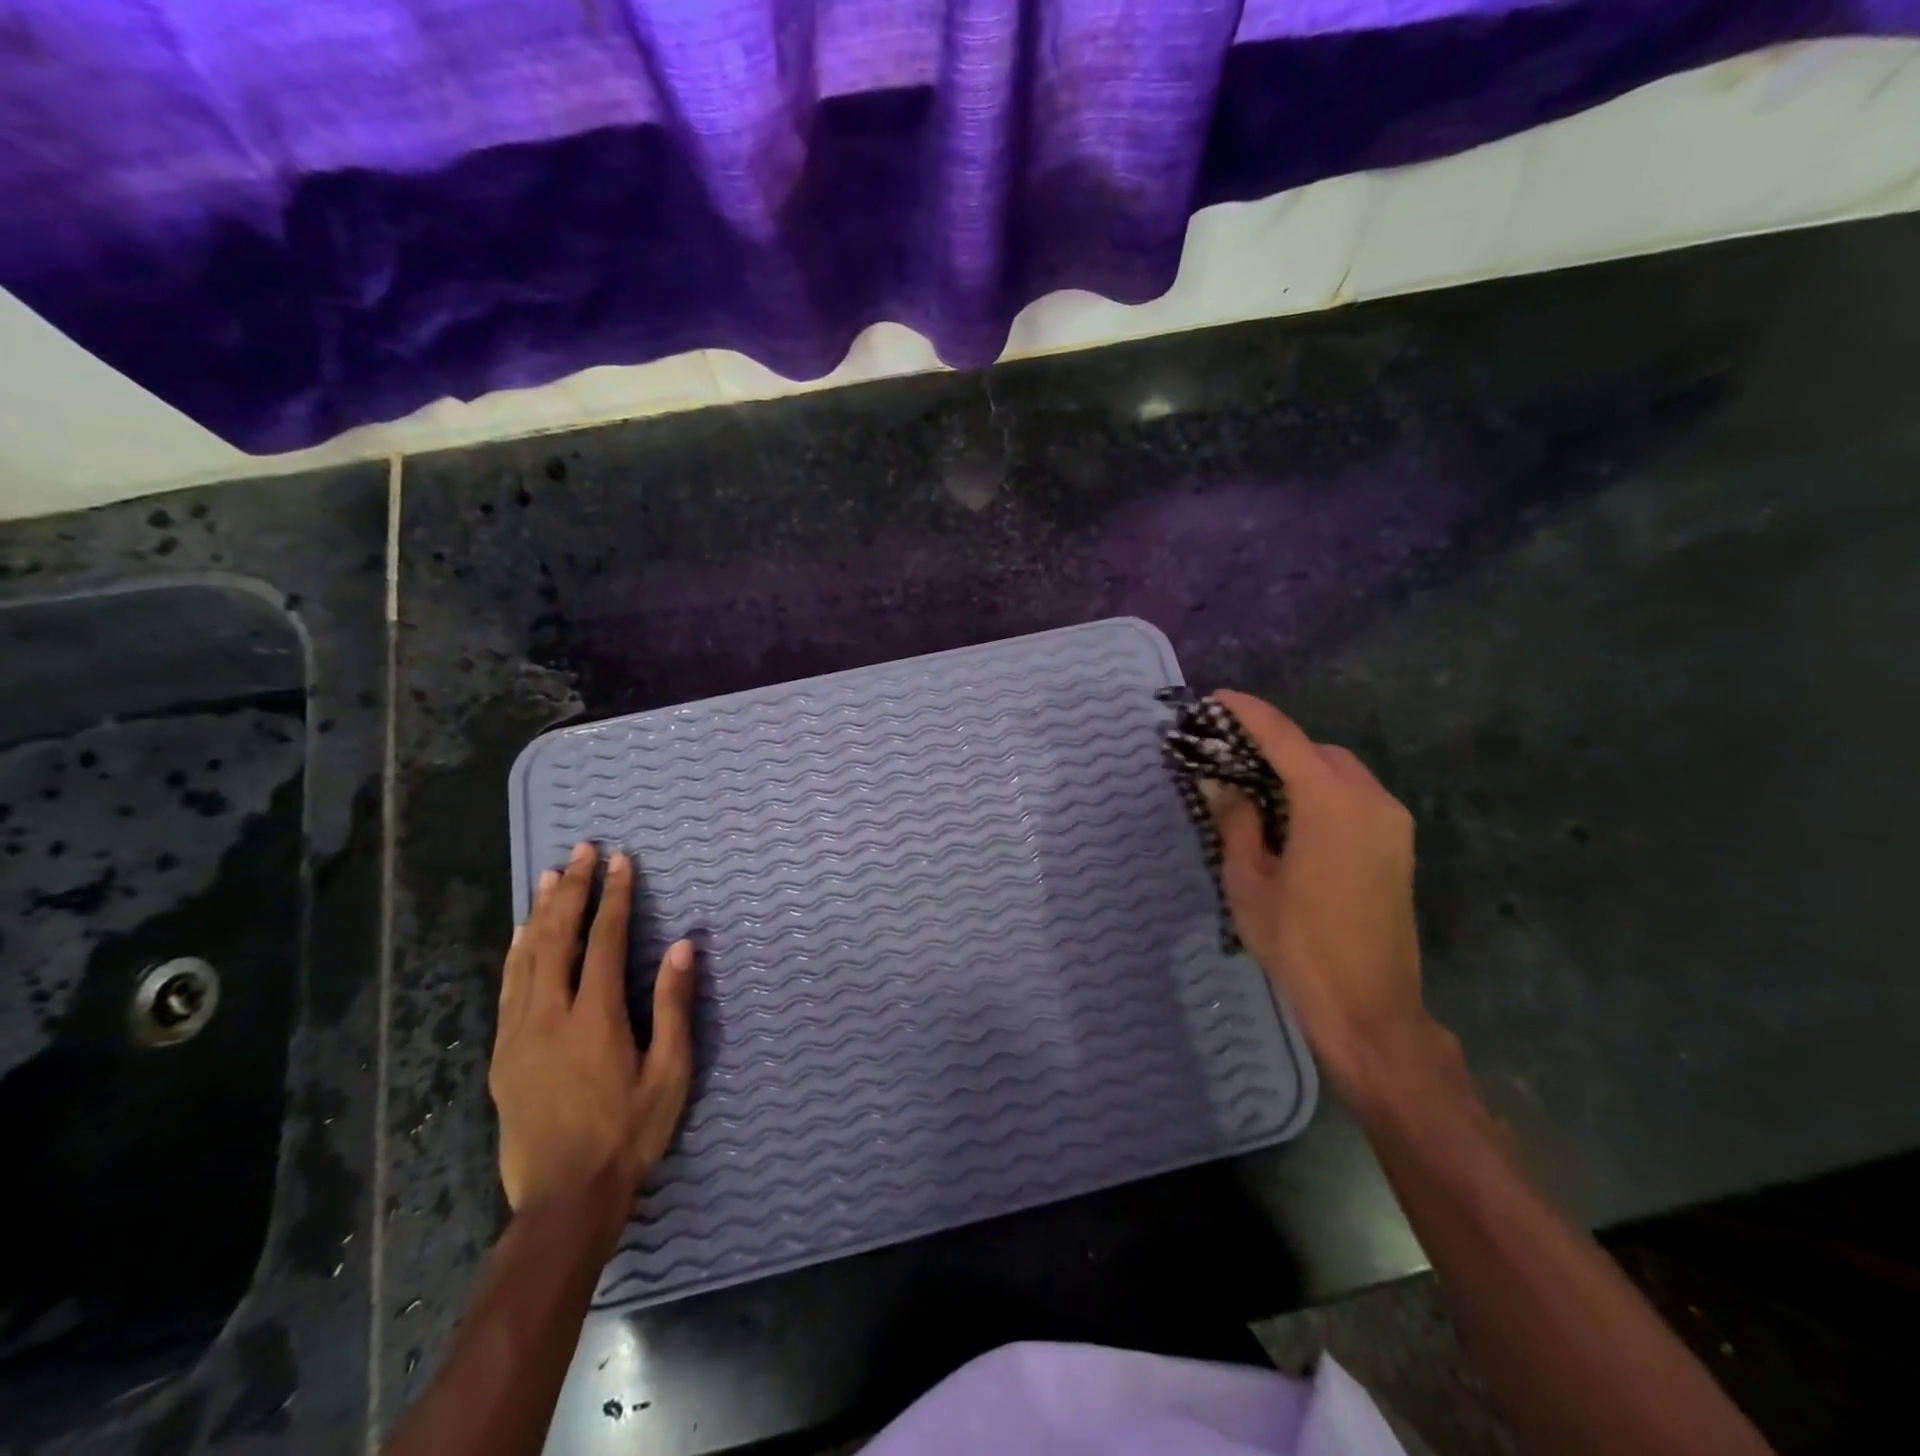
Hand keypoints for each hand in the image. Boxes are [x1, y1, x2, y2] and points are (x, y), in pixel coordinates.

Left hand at [490, 841, 695, 1225]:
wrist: (563, 1198)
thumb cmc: (629, 1132)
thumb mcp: (669, 1073)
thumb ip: (674, 1006)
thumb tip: (684, 945)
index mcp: (595, 1018)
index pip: (606, 941)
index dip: (615, 897)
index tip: (622, 861)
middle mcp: (550, 1016)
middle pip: (559, 938)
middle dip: (572, 890)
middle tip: (582, 851)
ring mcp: (519, 1034)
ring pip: (526, 957)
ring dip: (541, 912)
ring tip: (552, 877)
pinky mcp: (504, 1054)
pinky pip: (508, 987)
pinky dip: (517, 951)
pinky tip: (522, 934)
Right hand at [1203, 690, 1428, 1090]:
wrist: (1369, 1006)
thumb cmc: (1298, 943)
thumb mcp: (1249, 881)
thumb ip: (1236, 822)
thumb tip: (1222, 785)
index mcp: (1328, 803)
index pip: (1283, 738)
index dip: (1249, 713)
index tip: (1218, 698)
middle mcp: (1369, 800)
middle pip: (1316, 750)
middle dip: (1275, 745)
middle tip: (1232, 757)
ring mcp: (1392, 822)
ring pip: (1340, 771)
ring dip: (1301, 769)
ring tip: (1258, 788)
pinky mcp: (1399, 845)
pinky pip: (1356, 797)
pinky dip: (1322, 792)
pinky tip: (1293, 818)